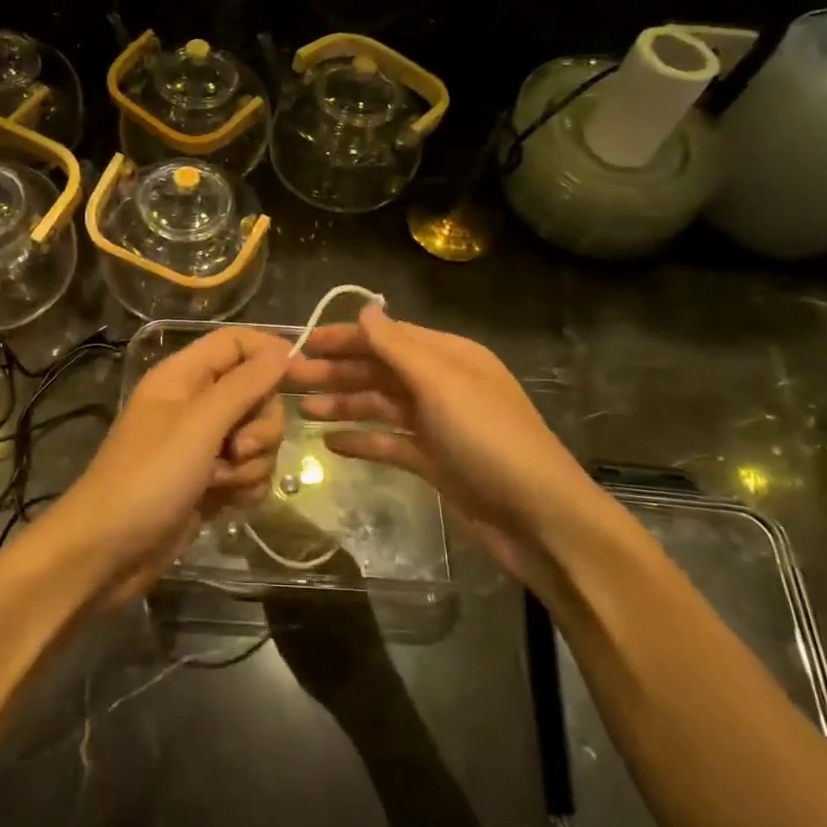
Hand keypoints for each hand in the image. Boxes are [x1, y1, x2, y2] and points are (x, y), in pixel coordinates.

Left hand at [41, 327, 288, 604]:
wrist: (108, 553)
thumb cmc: (149, 477)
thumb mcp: (199, 424)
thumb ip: (244, 385)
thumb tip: (282, 350)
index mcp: (183, 376)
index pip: (236, 343)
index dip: (270, 352)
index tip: (304, 375)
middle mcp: (194, 404)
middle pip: (255, 393)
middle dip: (260, 425)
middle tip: (238, 448)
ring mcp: (202, 446)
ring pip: (257, 437)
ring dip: (252, 463)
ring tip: (221, 483)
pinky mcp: (209, 482)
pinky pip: (249, 472)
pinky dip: (244, 487)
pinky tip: (225, 504)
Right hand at [282, 304, 599, 589]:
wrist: (538, 517)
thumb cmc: (488, 439)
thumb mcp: (441, 384)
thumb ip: (397, 347)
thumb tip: (364, 309)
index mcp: (449, 357)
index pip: (387, 337)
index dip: (344, 338)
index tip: (302, 343)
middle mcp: (442, 385)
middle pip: (379, 370)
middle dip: (336, 372)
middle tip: (289, 379)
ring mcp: (438, 425)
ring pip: (380, 406)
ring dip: (343, 404)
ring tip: (302, 411)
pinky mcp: (435, 462)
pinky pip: (390, 443)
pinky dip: (362, 440)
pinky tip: (331, 444)